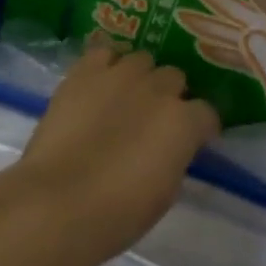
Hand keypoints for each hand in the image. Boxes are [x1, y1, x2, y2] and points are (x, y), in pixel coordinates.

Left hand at [14, 44, 219, 254]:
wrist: (59, 202)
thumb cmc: (119, 212)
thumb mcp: (165, 191)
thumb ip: (174, 156)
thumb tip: (170, 146)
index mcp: (183, 122)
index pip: (206, 113)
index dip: (199, 128)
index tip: (191, 140)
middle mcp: (157, 89)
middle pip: (174, 78)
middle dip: (168, 96)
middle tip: (152, 119)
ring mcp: (120, 75)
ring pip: (141, 60)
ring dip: (139, 77)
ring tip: (124, 97)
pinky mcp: (84, 71)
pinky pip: (102, 52)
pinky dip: (105, 64)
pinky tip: (99, 82)